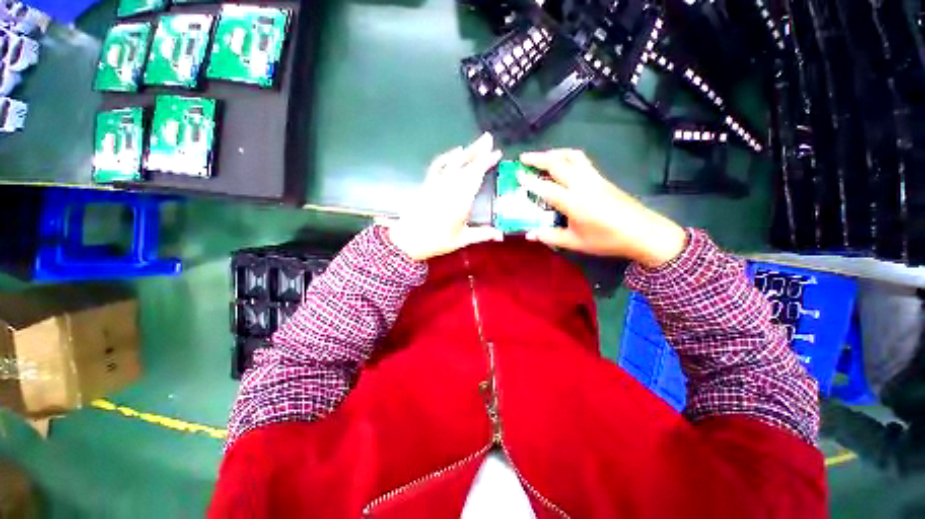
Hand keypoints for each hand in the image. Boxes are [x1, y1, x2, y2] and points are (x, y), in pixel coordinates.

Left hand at [384, 133, 503, 260]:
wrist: (408, 240)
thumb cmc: (437, 241)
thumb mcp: (462, 239)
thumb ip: (482, 234)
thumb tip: (501, 235)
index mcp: (461, 200)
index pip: (476, 175)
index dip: (486, 162)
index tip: (496, 153)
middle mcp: (450, 187)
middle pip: (466, 164)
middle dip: (478, 150)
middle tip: (488, 138)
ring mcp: (437, 184)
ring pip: (453, 162)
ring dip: (466, 151)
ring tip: (477, 143)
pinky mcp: (427, 184)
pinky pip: (438, 165)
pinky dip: (447, 157)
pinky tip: (455, 152)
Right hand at [517, 149, 686, 268]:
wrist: (643, 232)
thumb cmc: (607, 240)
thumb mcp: (576, 242)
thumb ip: (551, 236)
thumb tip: (529, 234)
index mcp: (575, 203)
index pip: (547, 188)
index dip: (530, 181)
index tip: (516, 175)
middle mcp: (584, 185)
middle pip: (558, 164)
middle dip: (538, 158)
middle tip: (523, 158)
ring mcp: (594, 178)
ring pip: (572, 156)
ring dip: (554, 153)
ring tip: (541, 156)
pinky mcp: (602, 178)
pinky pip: (581, 160)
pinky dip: (567, 156)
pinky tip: (562, 164)